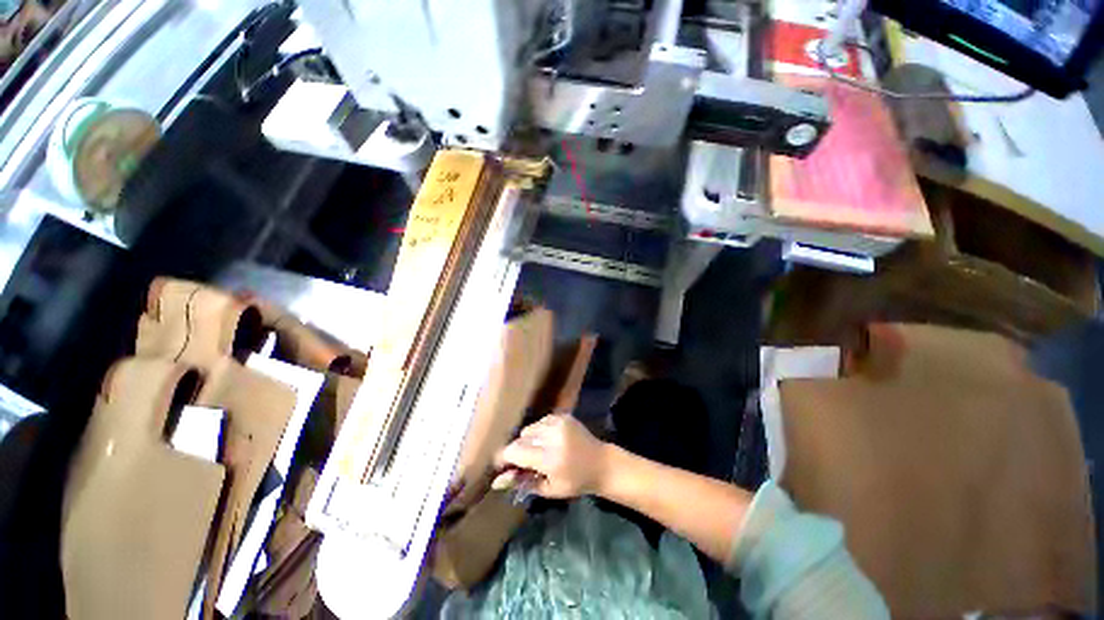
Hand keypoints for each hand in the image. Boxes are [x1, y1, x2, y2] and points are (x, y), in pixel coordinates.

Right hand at [492, 413, 609, 498]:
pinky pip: (540, 422)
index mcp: (550, 458)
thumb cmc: (576, 482)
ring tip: (539, 452)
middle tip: (524, 463)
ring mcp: (558, 422)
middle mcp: (552, 436)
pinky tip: (548, 441)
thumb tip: (496, 481)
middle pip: (521, 439)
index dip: (505, 458)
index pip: (515, 452)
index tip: (503, 466)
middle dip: (518, 451)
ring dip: (528, 441)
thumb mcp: (549, 489)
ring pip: (529, 429)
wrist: (601, 462)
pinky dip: (539, 431)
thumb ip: (523, 482)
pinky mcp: (563, 415)